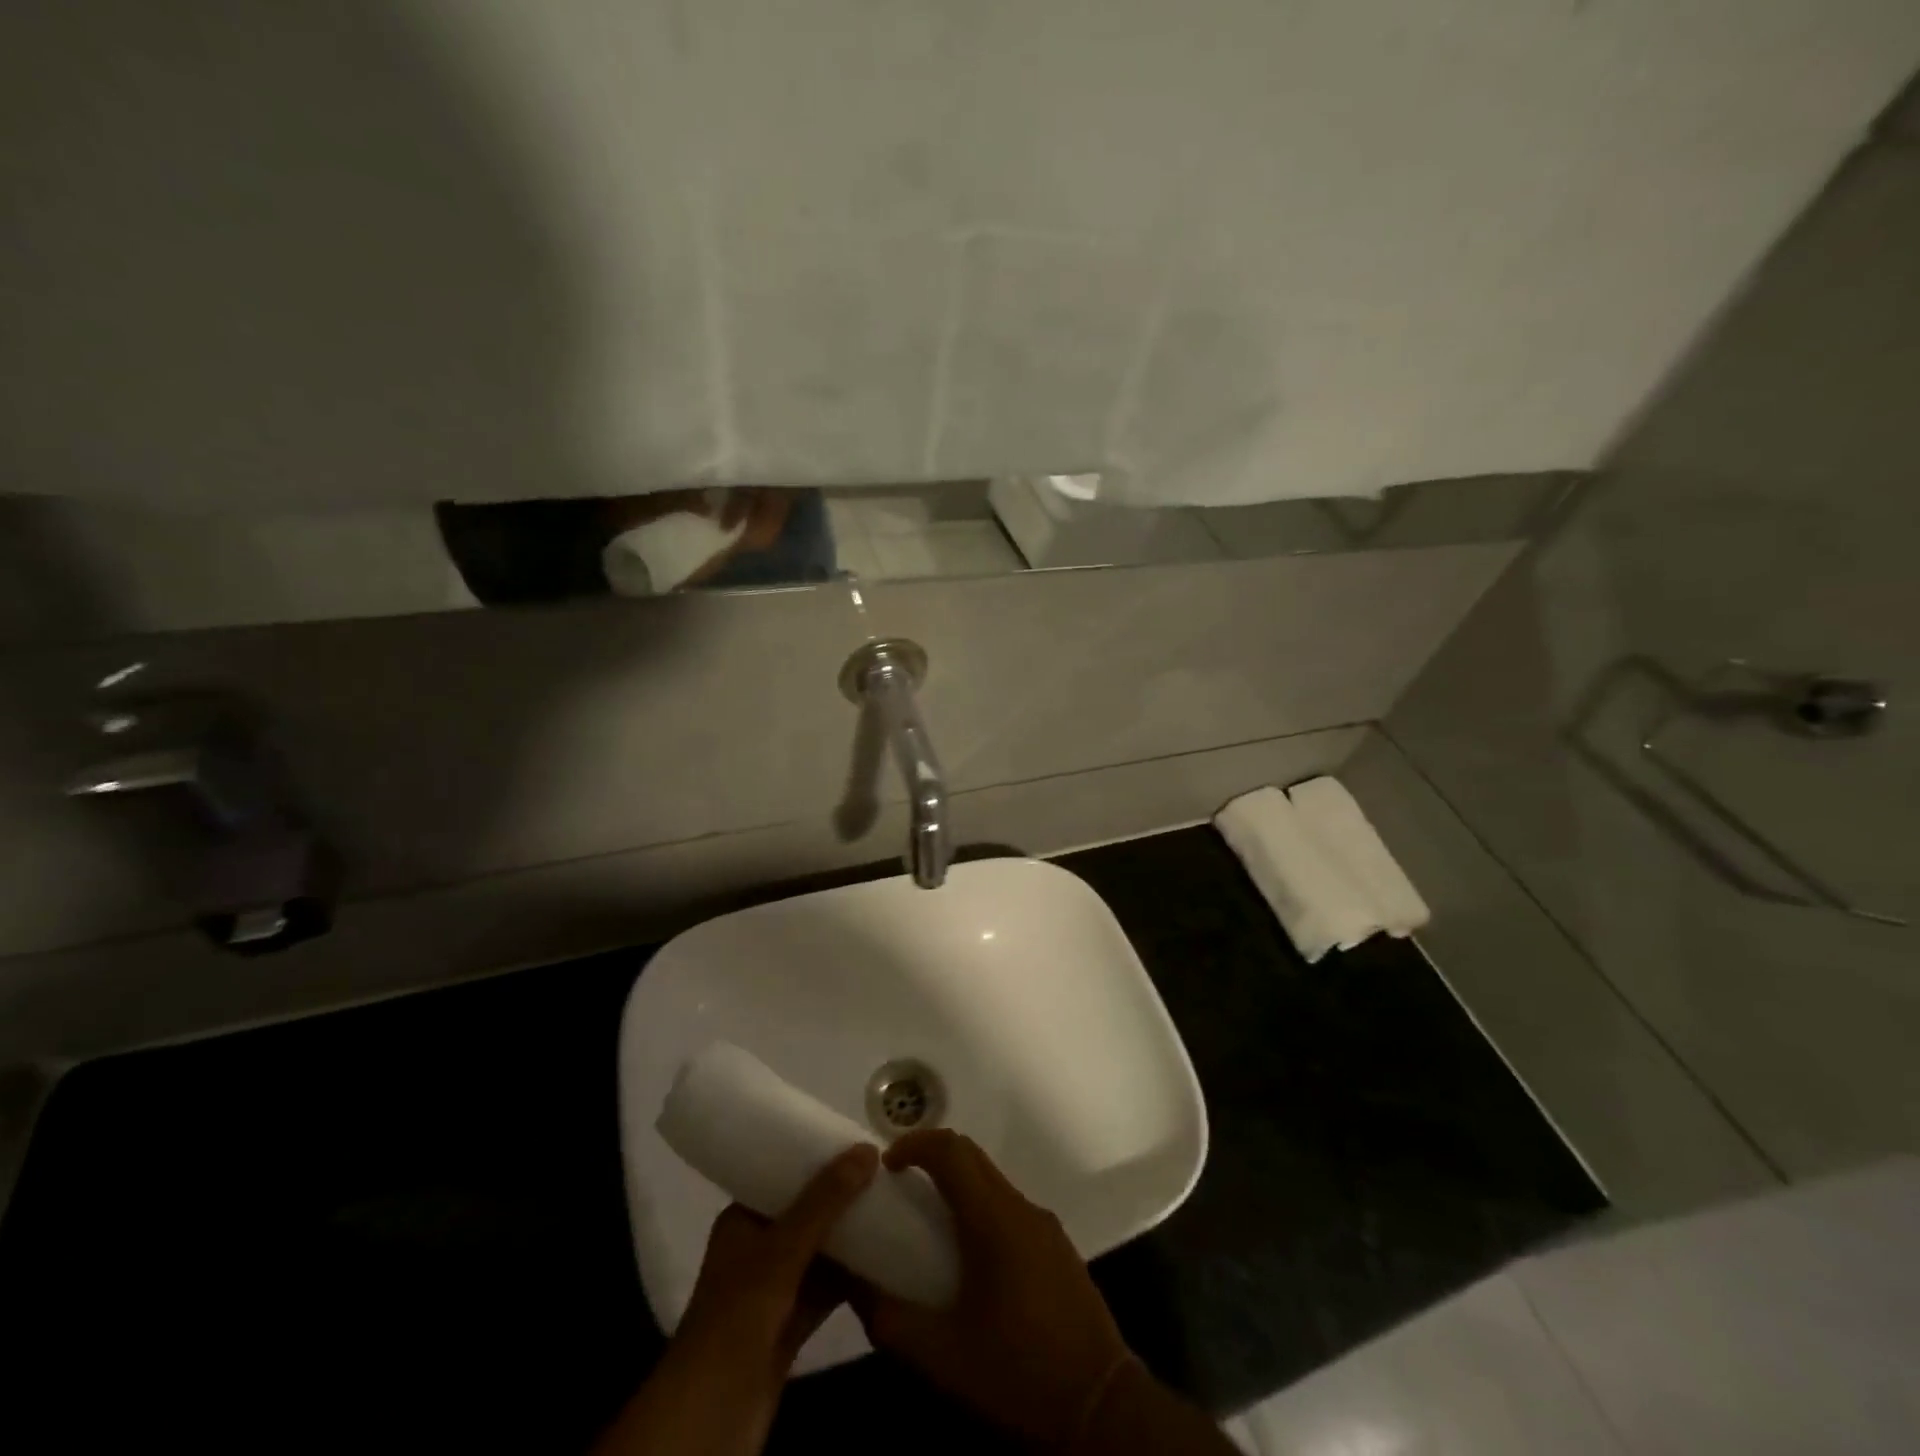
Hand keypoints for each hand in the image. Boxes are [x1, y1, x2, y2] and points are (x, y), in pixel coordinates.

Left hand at [593, 1143, 878, 1455]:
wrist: (711, 1416)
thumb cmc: (738, 1317)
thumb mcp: (782, 1251)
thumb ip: (824, 1201)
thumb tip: (867, 1148)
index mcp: (742, 1222)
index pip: (782, 1177)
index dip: (818, 1161)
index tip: (859, 1145)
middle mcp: (757, 1250)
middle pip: (806, 1214)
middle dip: (842, 1199)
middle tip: (885, 1175)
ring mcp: (773, 1291)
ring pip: (819, 1253)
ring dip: (850, 1238)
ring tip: (892, 1208)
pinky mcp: (789, 1327)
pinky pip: (826, 1290)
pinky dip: (852, 1278)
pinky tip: (885, 1260)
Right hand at [854, 1130, 1133, 1448]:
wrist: (1103, 1407)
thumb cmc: (1018, 1374)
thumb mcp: (942, 1357)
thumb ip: (891, 1319)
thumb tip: (853, 1286)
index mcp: (994, 1219)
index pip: (951, 1150)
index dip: (915, 1144)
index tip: (887, 1166)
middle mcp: (1021, 1208)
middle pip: (973, 1156)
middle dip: (933, 1158)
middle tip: (901, 1188)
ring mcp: (1045, 1226)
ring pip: (993, 1181)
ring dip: (959, 1184)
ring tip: (930, 1225)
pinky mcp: (1059, 1248)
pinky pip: (1011, 1208)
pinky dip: (982, 1208)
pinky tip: (971, 1259)